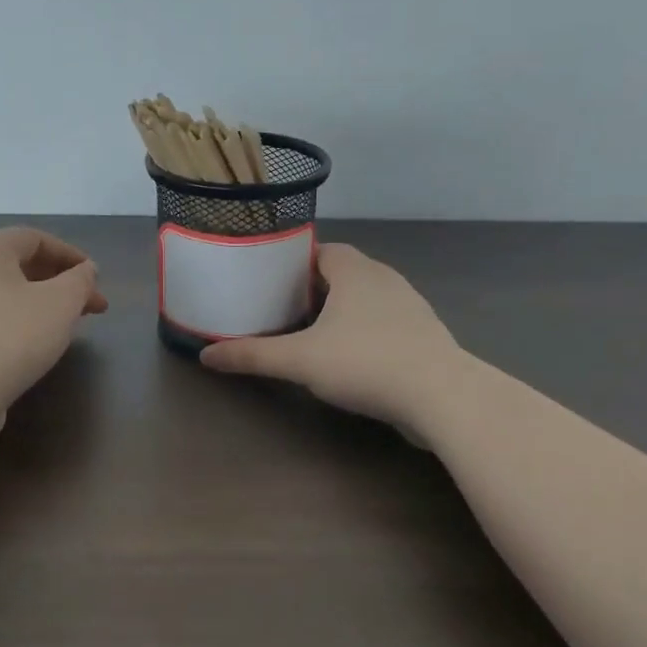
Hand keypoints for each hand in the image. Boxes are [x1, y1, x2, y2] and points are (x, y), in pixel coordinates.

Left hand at [0, 227, 107, 448]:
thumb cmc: (12, 336)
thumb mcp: (61, 303)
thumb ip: (80, 281)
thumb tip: (86, 271)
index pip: (33, 239)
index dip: (69, 254)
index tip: (95, 278)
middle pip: (21, 267)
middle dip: (61, 283)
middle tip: (92, 306)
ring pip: (9, 297)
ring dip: (45, 306)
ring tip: (70, 327)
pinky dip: (24, 325)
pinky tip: (39, 347)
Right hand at [199, 243, 461, 437]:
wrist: (441, 396)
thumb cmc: (365, 363)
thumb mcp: (300, 360)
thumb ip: (253, 355)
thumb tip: (205, 355)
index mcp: (355, 270)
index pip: (320, 249)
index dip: (294, 262)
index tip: (270, 282)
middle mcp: (384, 279)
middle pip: (342, 273)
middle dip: (313, 289)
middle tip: (282, 311)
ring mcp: (409, 306)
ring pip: (366, 299)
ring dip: (341, 311)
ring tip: (311, 335)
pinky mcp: (423, 335)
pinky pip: (385, 323)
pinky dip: (364, 332)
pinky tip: (350, 358)